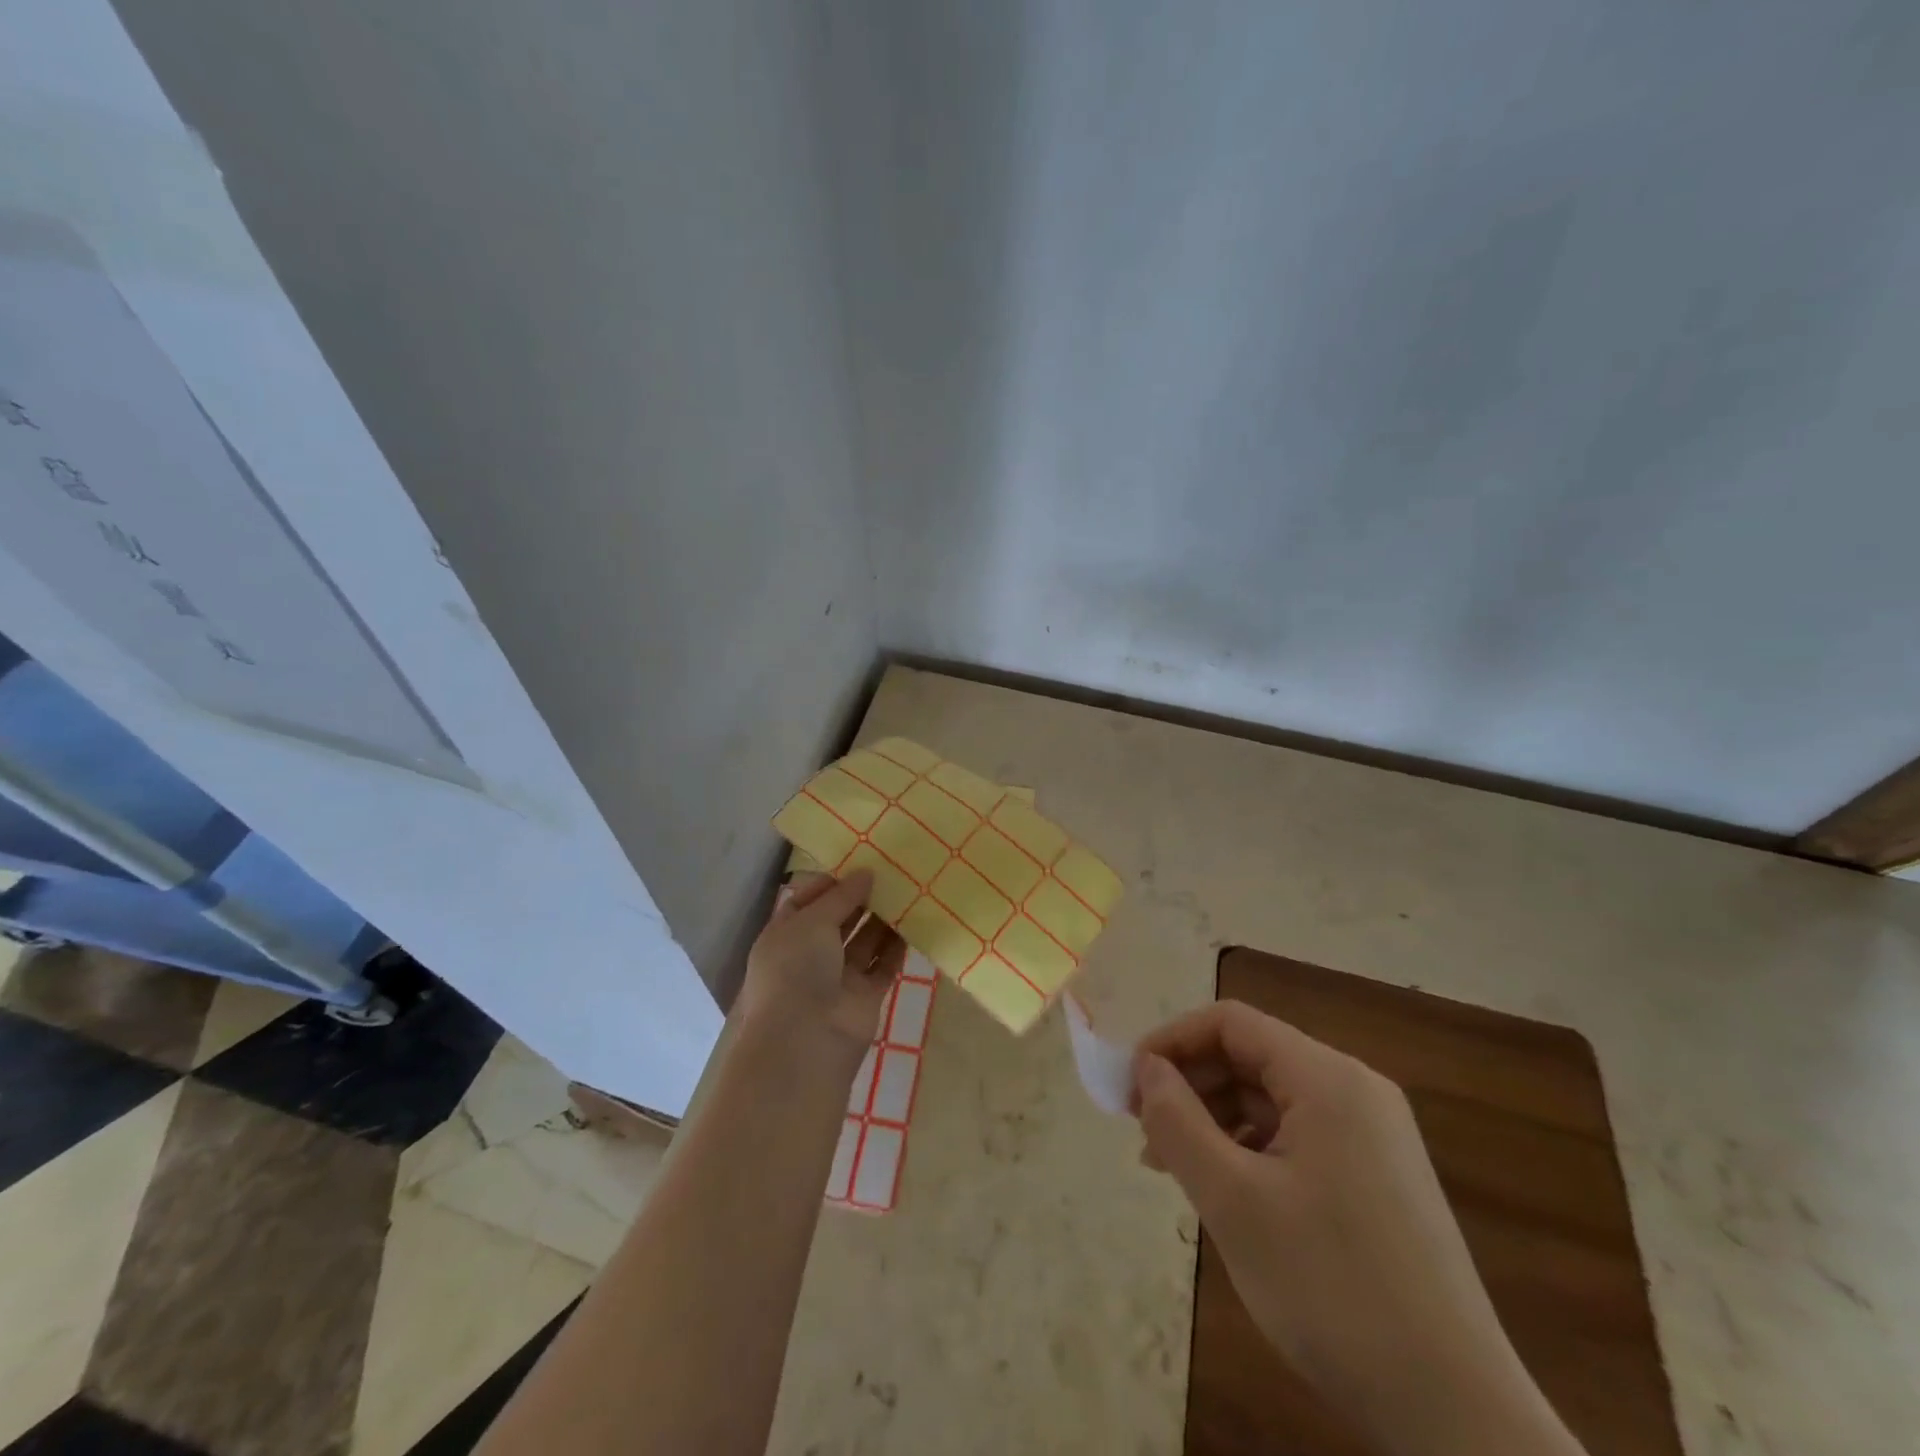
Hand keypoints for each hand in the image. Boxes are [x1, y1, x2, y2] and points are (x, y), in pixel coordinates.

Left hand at [735, 870, 905, 1050]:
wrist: (806, 1040)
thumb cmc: (797, 970)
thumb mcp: (812, 921)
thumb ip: (842, 896)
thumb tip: (865, 873)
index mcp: (786, 934)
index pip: (808, 900)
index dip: (832, 883)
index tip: (861, 864)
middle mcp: (810, 954)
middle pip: (839, 919)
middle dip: (862, 898)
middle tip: (892, 872)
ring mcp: (838, 977)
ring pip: (864, 941)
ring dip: (883, 919)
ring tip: (908, 890)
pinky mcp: (865, 996)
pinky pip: (883, 965)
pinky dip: (897, 947)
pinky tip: (915, 922)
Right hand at [1133, 1001, 1582, 1455]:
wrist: (1457, 1415)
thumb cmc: (1332, 1289)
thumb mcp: (1233, 1201)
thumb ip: (1177, 1122)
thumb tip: (1146, 1070)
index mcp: (1327, 1078)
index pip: (1231, 1023)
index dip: (1172, 1041)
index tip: (1129, 1085)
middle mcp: (1355, 1090)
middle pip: (1252, 1056)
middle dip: (1190, 1083)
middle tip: (1143, 1130)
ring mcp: (1373, 1135)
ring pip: (1271, 1099)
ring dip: (1215, 1119)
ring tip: (1173, 1167)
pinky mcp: (1378, 1177)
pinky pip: (1297, 1136)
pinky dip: (1250, 1148)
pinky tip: (1225, 1190)